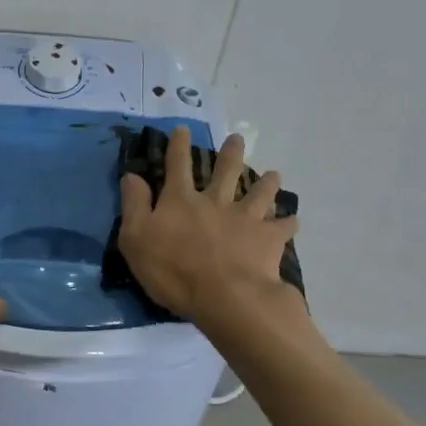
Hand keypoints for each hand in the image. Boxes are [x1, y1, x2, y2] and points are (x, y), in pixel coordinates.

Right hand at [117, 127, 298, 326]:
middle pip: (225, 171)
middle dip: (230, 153)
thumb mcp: (136, 239)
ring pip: (259, 193)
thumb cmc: (173, 270)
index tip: (183, 129)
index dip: (178, 146)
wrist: (225, 296)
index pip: (177, 166)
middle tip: (237, 138)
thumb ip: (135, 205)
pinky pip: (283, 227)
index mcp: (181, 200)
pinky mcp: (268, 239)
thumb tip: (131, 175)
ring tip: (274, 174)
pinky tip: (293, 221)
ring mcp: (245, 218)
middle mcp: (215, 201)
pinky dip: (288, 223)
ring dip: (267, 182)